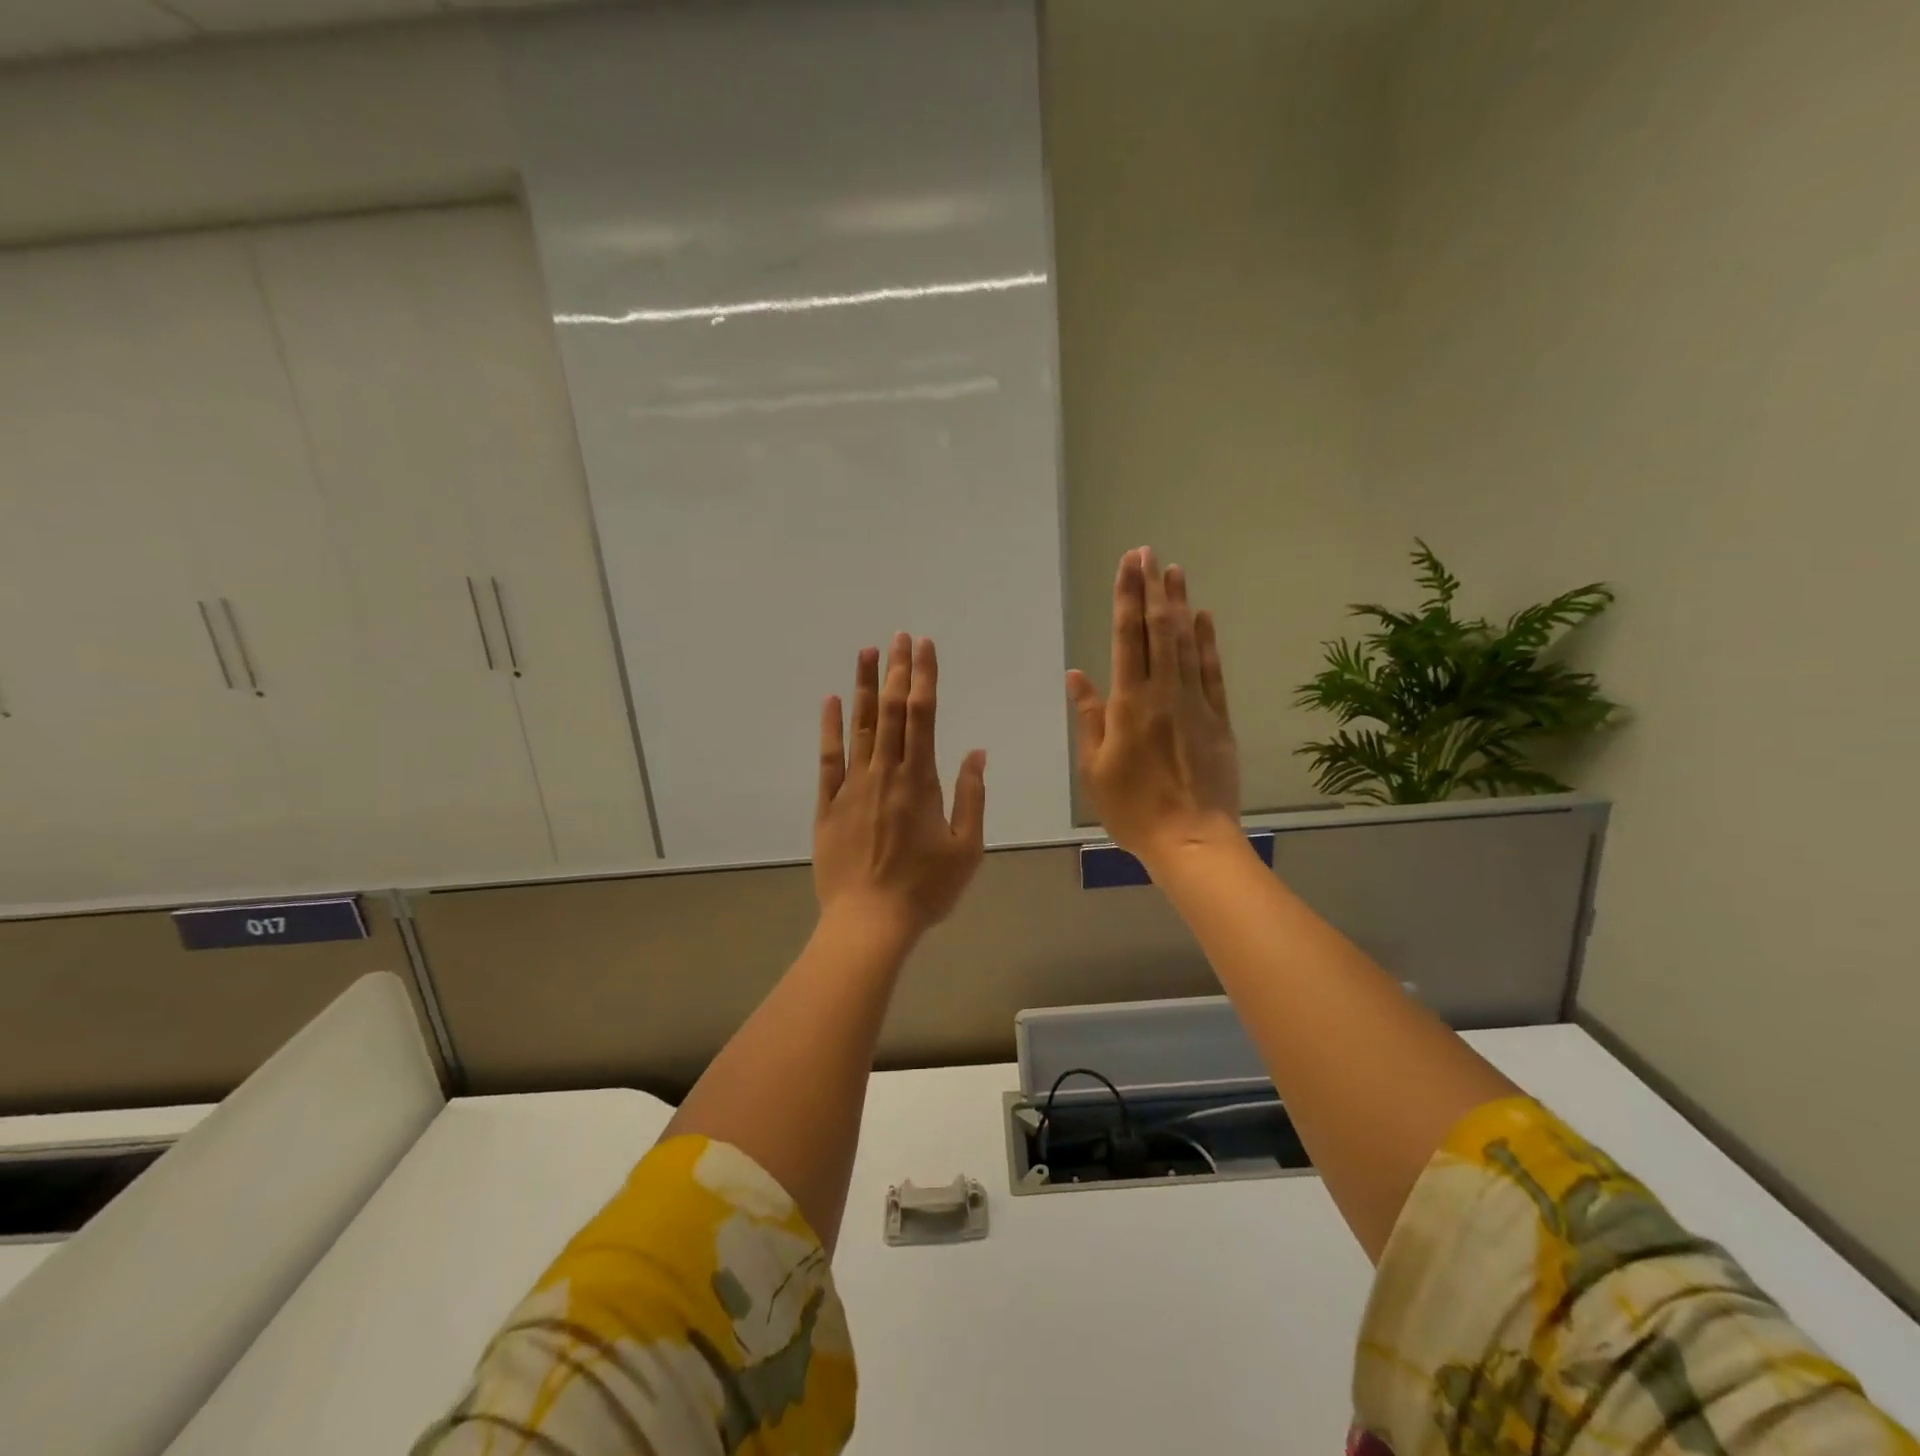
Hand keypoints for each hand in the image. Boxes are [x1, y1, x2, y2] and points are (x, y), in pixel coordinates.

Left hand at [814, 633, 987, 941]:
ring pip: (859, 727)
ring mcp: (852, 786)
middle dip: (896, 671)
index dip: (923, 677)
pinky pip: (827, 758)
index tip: (923, 647)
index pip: (922, 716)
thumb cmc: (925, 889)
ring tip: (868, 652)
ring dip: (864, 687)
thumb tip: (976, 753)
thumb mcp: (966, 848)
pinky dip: (830, 728)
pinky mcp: (828, 804)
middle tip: (899, 637)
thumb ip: (971, 796)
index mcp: (920, 781)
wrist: (869, 922)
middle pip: (890, 711)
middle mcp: (885, 773)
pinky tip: (831, 701)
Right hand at [1067, 548, 1240, 869]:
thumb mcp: (1095, 768)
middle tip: (1149, 552)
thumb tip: (1077, 675)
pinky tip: (1203, 618)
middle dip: (1152, 588)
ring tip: (1174, 571)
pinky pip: (1213, 672)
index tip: (1128, 564)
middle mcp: (1164, 693)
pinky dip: (1208, 642)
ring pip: (1187, 643)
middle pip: (1159, 630)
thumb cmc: (1132, 808)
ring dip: (1179, 604)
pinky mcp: (1219, 719)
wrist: (1191, 839)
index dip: (1126, 598)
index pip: (1126, 638)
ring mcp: (1196, 703)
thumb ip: (1090, 717)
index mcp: (1129, 704)